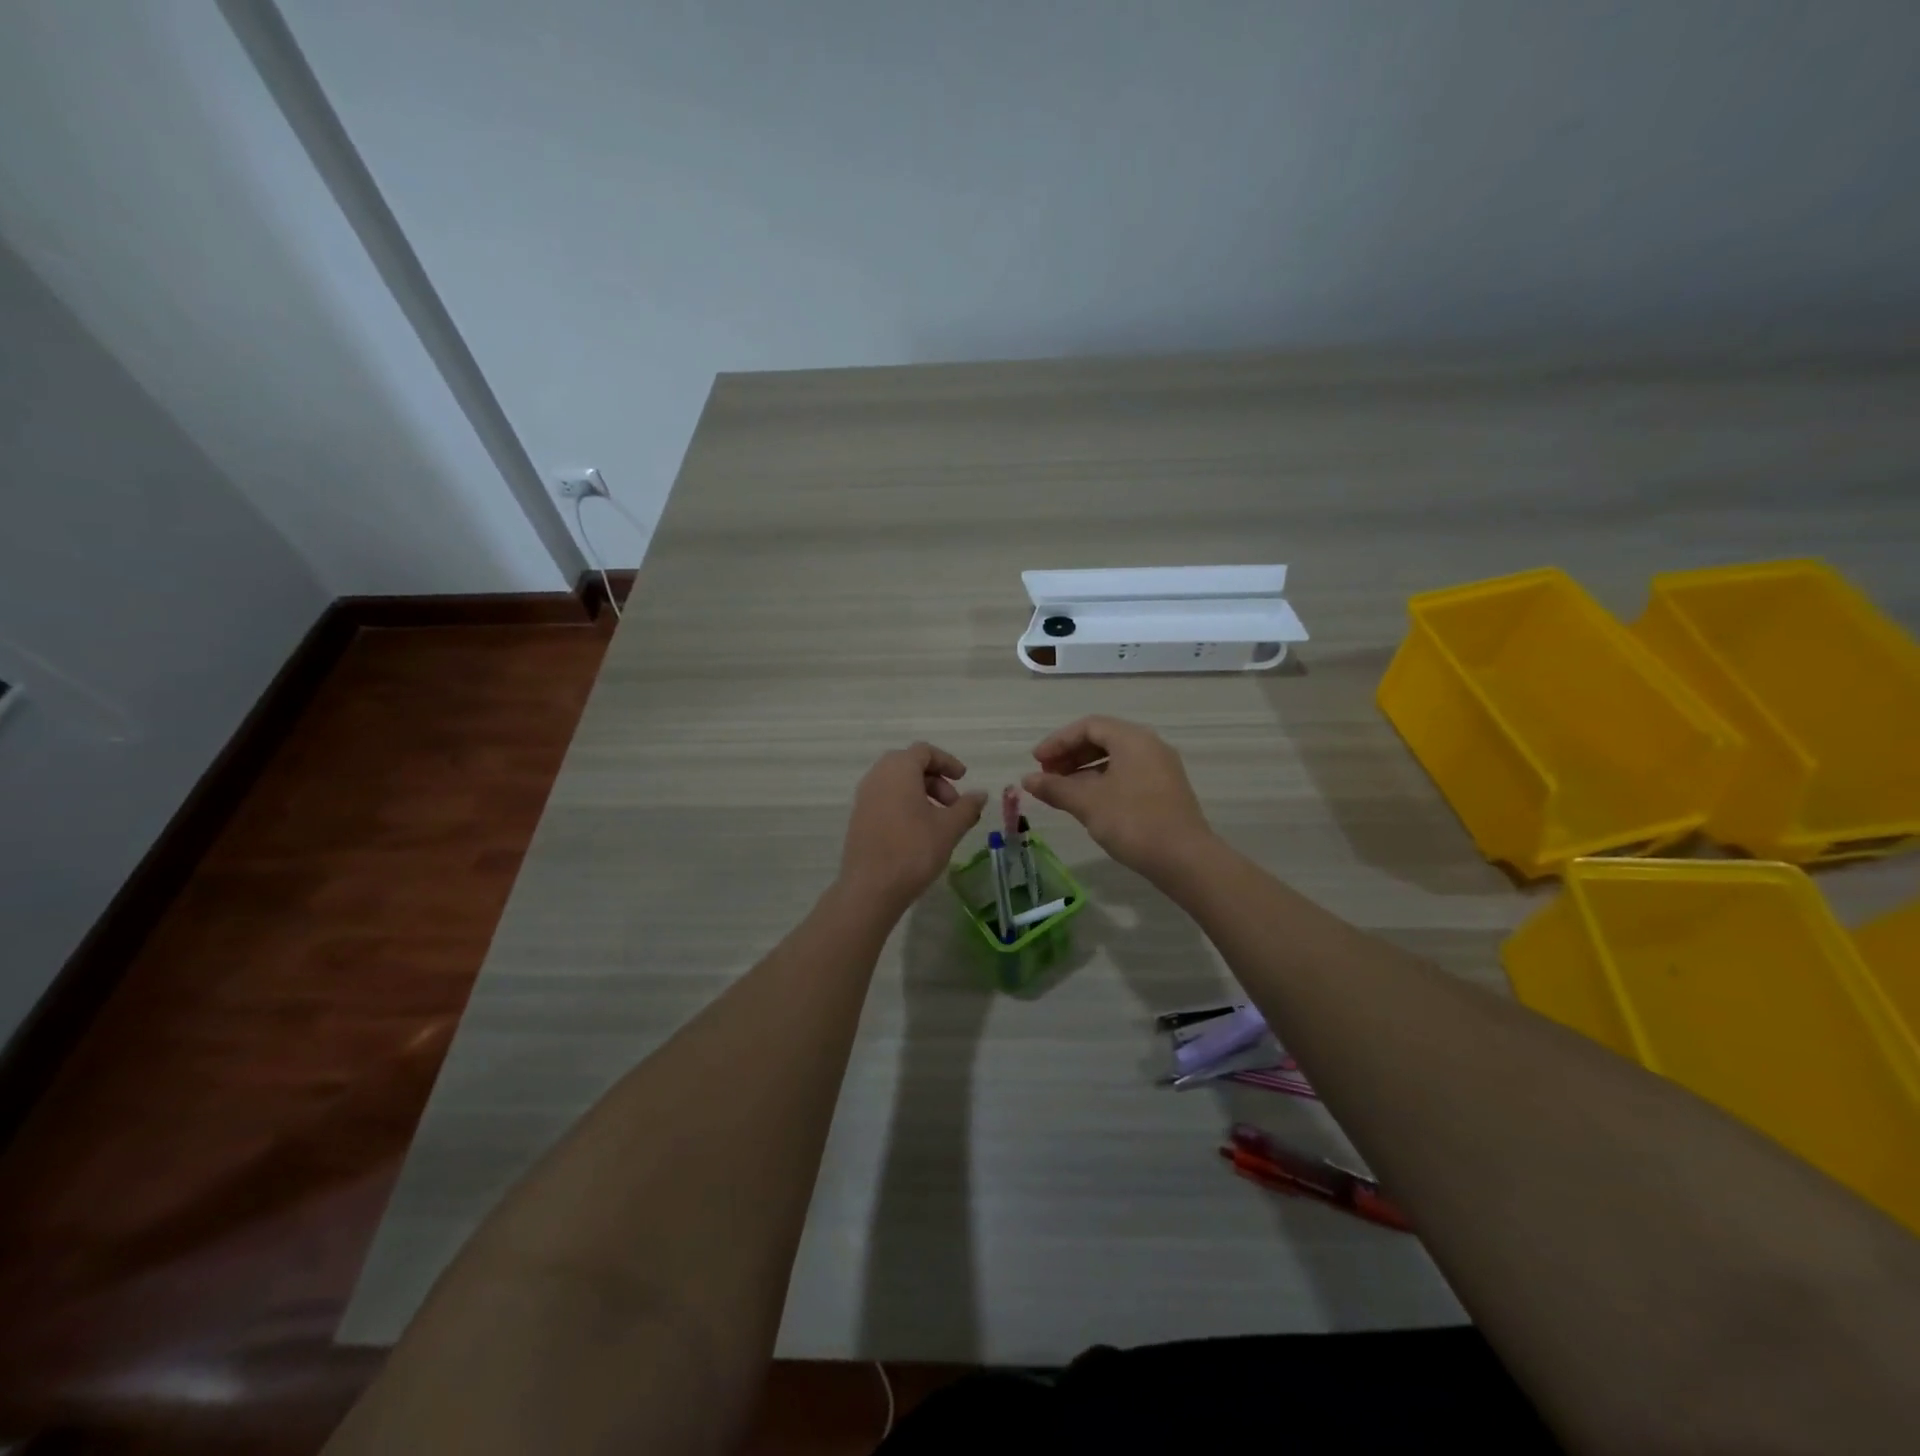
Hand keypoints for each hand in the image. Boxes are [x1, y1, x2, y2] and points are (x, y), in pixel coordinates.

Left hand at [838, 742, 986, 914]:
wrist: (870, 888)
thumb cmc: (913, 851)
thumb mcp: (949, 828)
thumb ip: (967, 807)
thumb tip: (980, 794)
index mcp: (898, 770)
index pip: (924, 751)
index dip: (947, 762)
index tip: (963, 779)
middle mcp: (877, 776)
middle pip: (909, 765)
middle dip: (935, 780)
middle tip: (953, 804)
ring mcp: (864, 797)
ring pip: (896, 783)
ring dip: (921, 793)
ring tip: (939, 821)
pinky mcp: (858, 818)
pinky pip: (885, 799)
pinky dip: (905, 805)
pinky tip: (919, 832)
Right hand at [1022, 716, 1214, 880]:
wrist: (1185, 859)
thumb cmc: (1133, 822)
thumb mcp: (1087, 803)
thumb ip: (1055, 788)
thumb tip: (1027, 780)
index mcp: (1132, 739)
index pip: (1088, 726)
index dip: (1058, 741)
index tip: (1036, 762)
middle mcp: (1150, 746)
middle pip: (1102, 739)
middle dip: (1070, 755)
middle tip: (1046, 775)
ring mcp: (1161, 768)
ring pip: (1115, 758)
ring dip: (1084, 770)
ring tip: (1062, 791)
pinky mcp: (1165, 791)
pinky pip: (1127, 774)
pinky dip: (1102, 782)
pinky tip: (1088, 803)